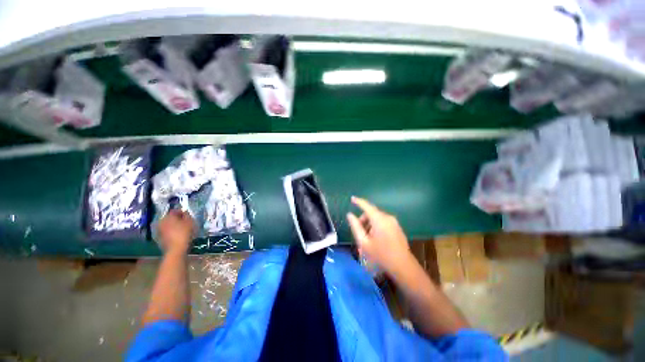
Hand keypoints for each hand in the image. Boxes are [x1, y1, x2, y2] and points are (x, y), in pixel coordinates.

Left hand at [158, 210, 194, 253]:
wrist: (176, 249)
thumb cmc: (184, 233)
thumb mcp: (190, 222)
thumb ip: (187, 215)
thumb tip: (185, 213)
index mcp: (168, 216)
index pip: (175, 211)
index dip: (182, 212)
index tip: (188, 215)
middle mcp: (161, 222)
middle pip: (170, 218)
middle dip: (177, 219)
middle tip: (185, 222)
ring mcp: (159, 230)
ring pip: (168, 225)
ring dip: (174, 226)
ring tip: (182, 229)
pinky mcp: (159, 238)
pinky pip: (166, 232)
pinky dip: (171, 232)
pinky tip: (178, 235)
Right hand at [347, 196, 412, 276]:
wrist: (403, 266)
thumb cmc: (381, 255)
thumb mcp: (364, 242)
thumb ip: (355, 226)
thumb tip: (350, 215)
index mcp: (379, 219)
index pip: (366, 206)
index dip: (358, 201)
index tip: (352, 198)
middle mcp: (387, 217)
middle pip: (371, 213)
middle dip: (363, 220)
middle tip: (359, 233)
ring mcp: (394, 222)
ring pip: (377, 218)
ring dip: (369, 224)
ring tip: (367, 239)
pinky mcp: (397, 227)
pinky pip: (383, 222)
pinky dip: (376, 226)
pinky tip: (375, 239)